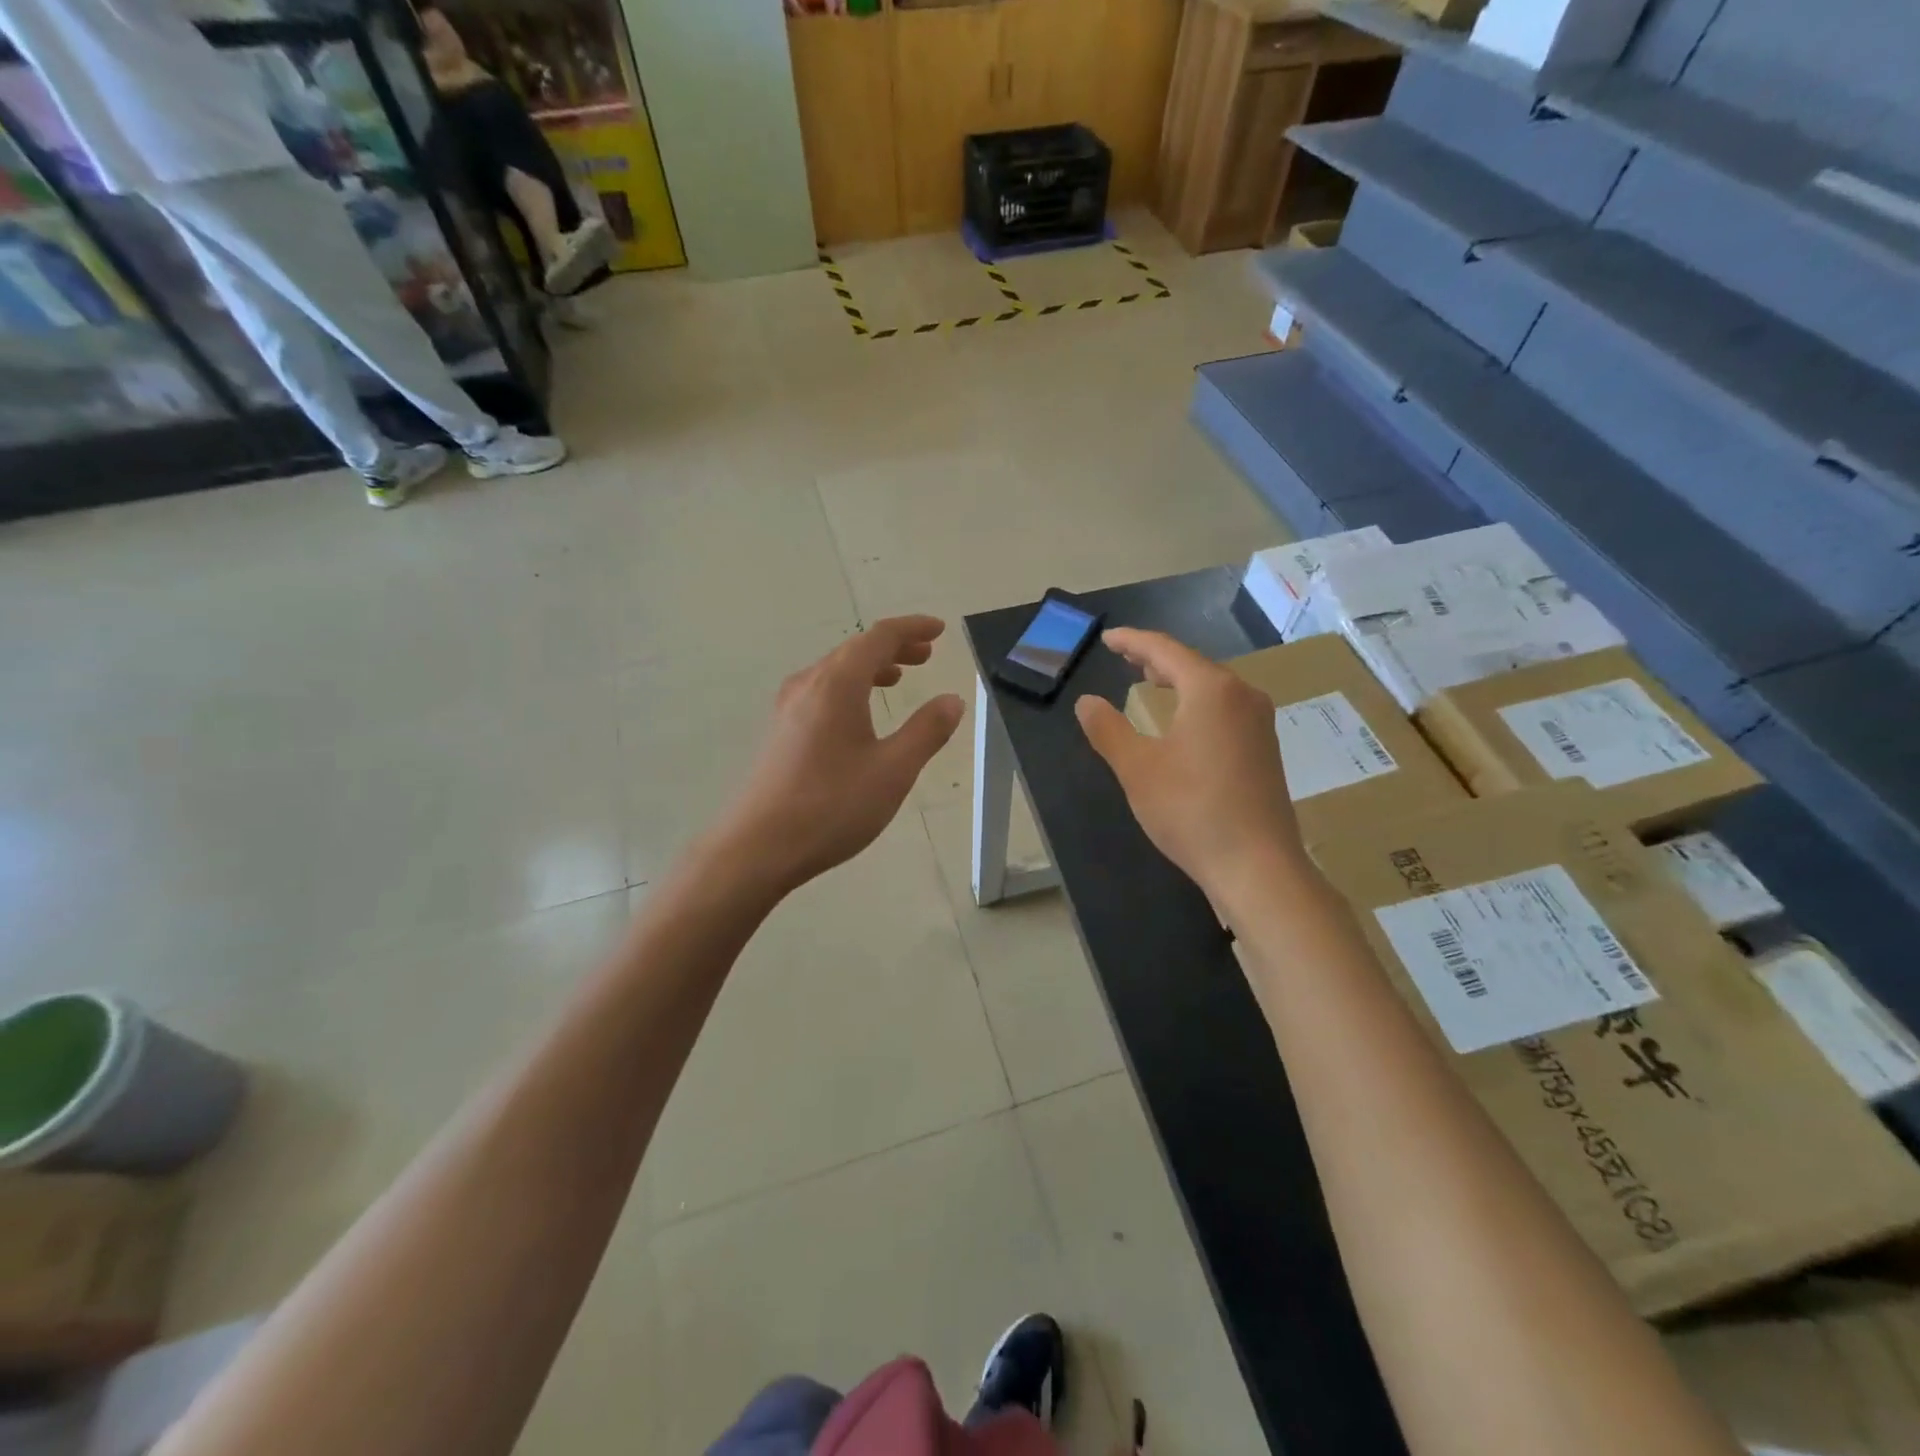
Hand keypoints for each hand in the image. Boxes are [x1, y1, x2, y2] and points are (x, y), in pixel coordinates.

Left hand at [710, 616, 964, 896]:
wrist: (758, 847)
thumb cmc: (831, 806)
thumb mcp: (893, 770)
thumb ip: (927, 731)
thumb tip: (952, 700)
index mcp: (837, 683)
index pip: (879, 637)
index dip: (912, 628)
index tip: (940, 630)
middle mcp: (808, 685)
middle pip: (855, 650)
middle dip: (894, 647)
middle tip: (926, 655)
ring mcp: (788, 708)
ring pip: (835, 671)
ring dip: (871, 667)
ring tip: (899, 678)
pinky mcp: (779, 731)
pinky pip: (821, 692)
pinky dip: (850, 688)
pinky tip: (859, 715)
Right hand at [1075, 629, 1303, 898]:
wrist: (1258, 867)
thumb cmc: (1191, 810)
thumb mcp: (1137, 768)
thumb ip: (1108, 730)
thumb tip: (1087, 702)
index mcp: (1212, 690)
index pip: (1165, 650)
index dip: (1132, 641)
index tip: (1107, 638)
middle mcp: (1242, 697)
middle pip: (1193, 664)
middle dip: (1156, 659)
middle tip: (1125, 657)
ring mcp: (1259, 724)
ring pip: (1212, 687)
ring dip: (1178, 680)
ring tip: (1151, 681)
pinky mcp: (1264, 750)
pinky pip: (1225, 709)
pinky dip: (1196, 702)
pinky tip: (1185, 721)